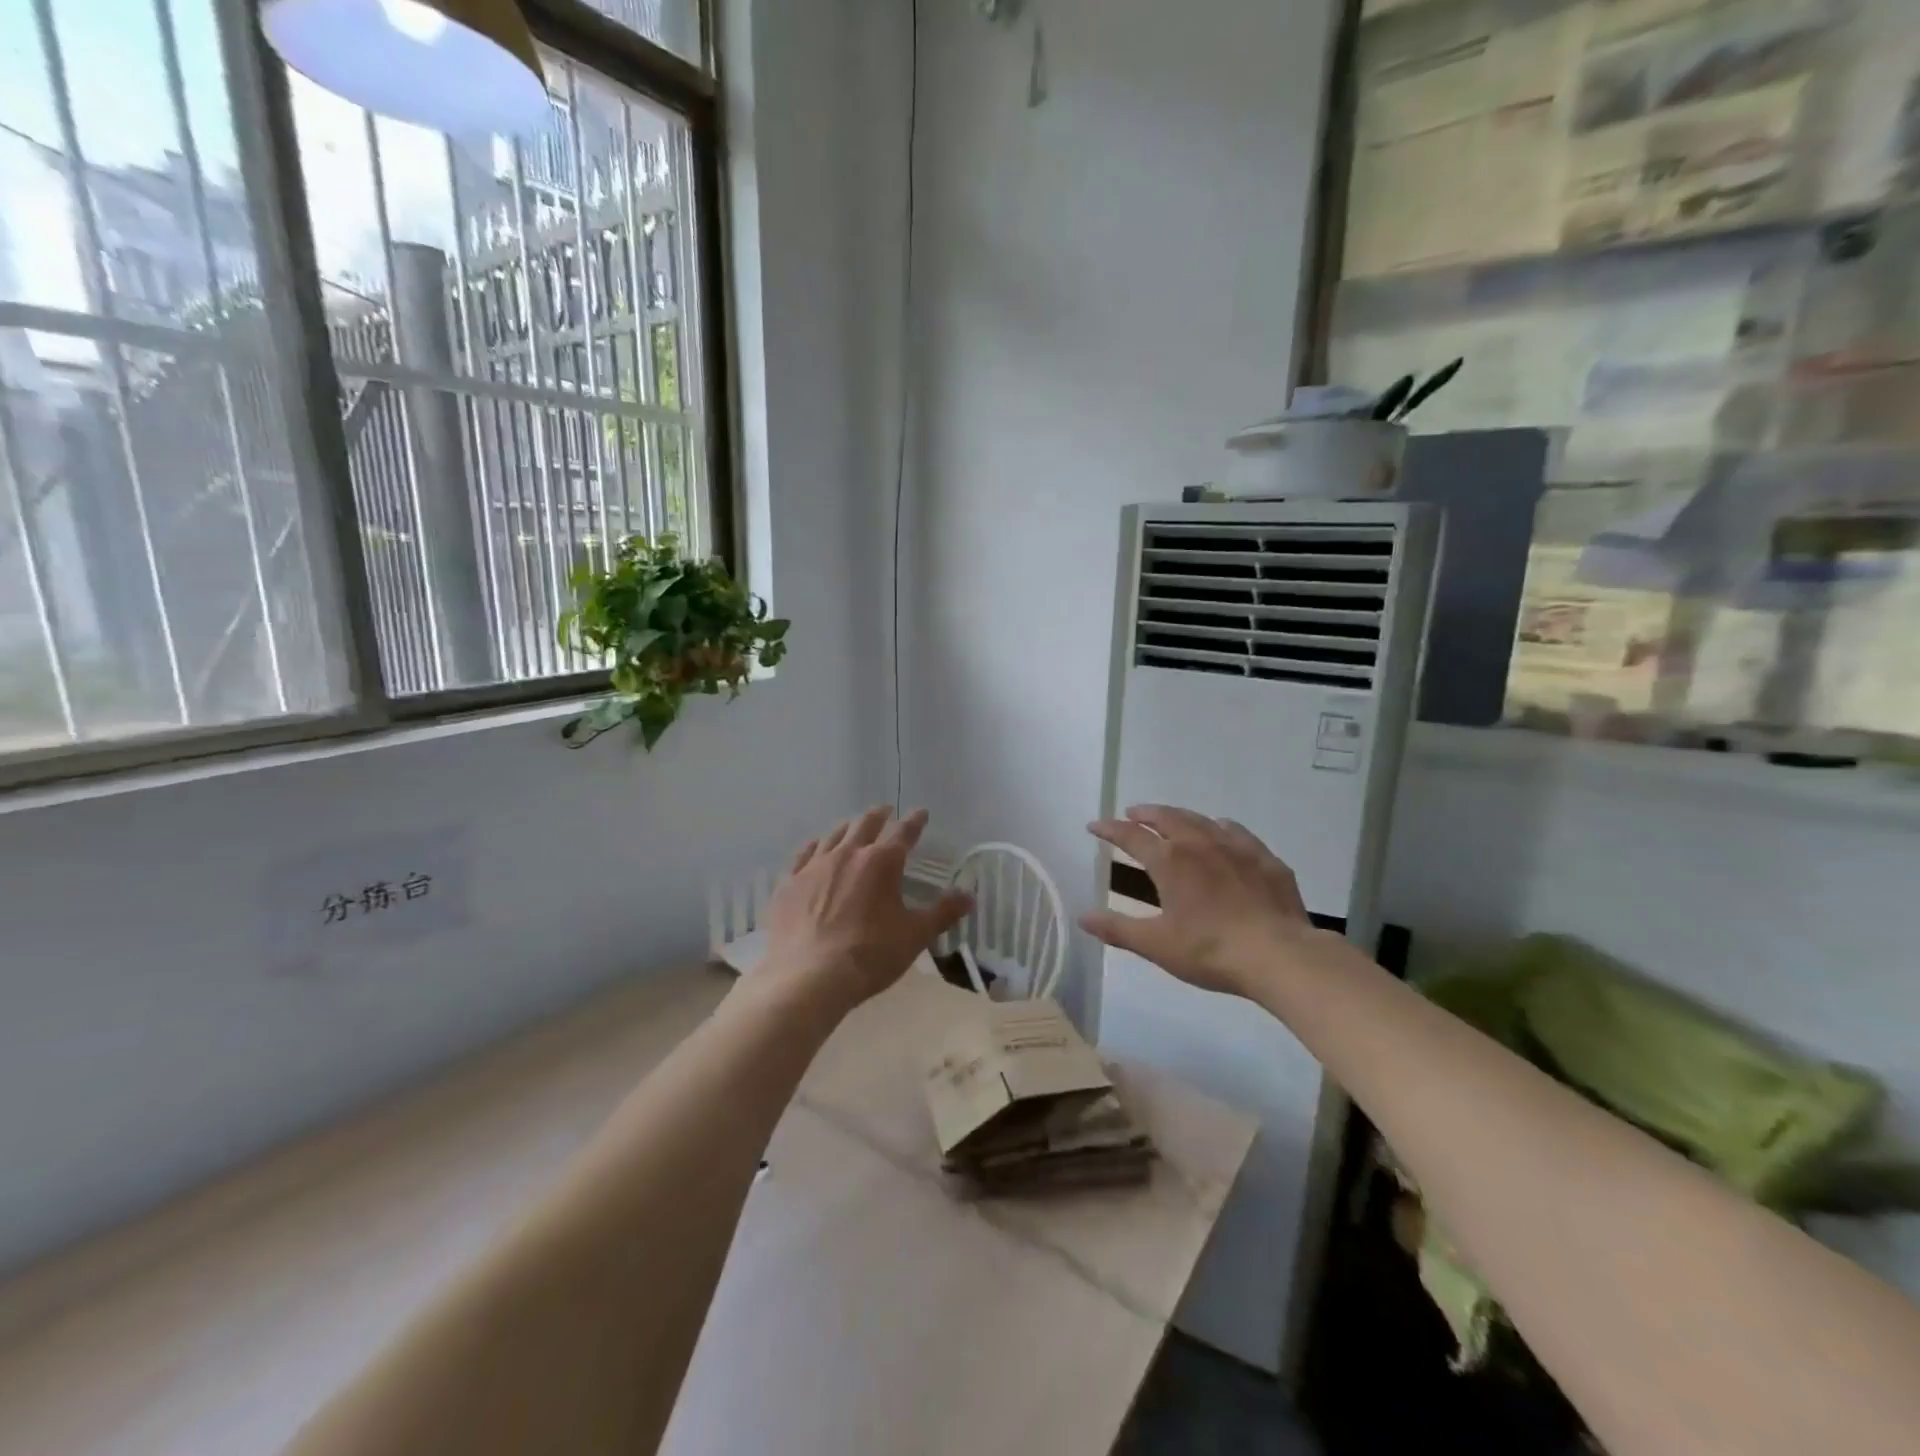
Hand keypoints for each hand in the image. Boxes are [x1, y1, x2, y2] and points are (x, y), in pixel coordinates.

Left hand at [755, 806, 971, 1019]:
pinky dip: (814, 847)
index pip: (904, 833)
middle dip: (879, 816)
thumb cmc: (870, 955)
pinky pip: (803, 855)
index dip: (915, 822)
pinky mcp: (789, 884)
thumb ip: (943, 912)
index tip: (921, 813)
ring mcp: (814, 867)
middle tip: (885, 811)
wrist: (808, 977)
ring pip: (833, 836)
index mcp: (882, 863)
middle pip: (865, 825)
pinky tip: (815, 847)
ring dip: (847, 828)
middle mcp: (848, 854)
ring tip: (852, 825)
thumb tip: (969, 896)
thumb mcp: (915, 935)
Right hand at [1080, 805, 1335, 998]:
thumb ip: (1117, 928)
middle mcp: (1199, 843)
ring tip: (1171, 819)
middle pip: (1167, 817)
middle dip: (1146, 814)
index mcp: (1170, 862)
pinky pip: (1236, 832)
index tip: (1095, 826)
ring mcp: (1236, 847)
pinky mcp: (1265, 859)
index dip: (1109, 829)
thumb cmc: (1210, 950)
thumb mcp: (1156, 944)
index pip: (1131, 836)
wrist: (1279, 955)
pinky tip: (1222, 832)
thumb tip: (1082, 916)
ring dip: (1180, 816)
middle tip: (1133, 813)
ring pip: (1201, 820)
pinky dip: (1219, 827)